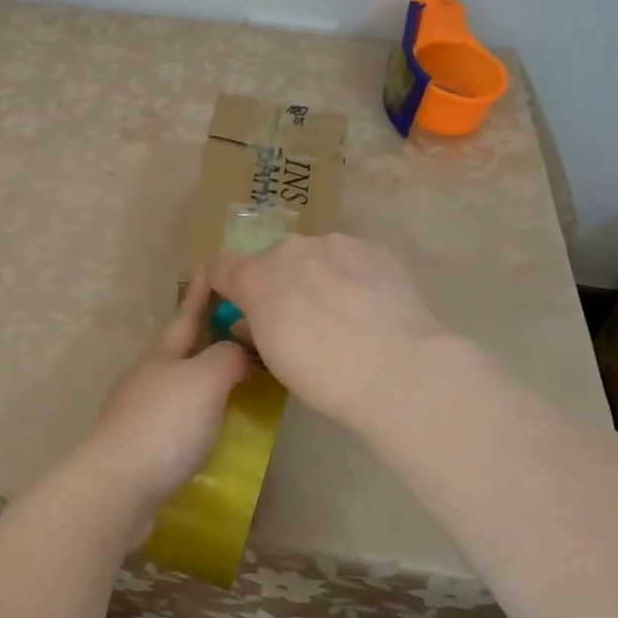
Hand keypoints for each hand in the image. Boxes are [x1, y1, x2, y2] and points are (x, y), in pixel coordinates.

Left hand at [74, 269, 249, 513]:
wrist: (117, 487)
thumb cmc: (164, 424)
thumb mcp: (204, 380)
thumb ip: (227, 358)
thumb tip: (240, 352)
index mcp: (161, 356)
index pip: (186, 317)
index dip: (200, 295)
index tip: (209, 267)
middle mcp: (147, 379)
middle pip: (180, 352)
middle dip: (204, 339)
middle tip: (235, 330)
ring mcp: (140, 414)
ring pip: (178, 387)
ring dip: (203, 380)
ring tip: (234, 382)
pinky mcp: (141, 448)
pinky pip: (177, 421)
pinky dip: (198, 416)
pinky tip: (212, 429)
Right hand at [208, 233, 445, 430]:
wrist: (396, 370)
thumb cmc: (321, 374)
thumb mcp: (272, 359)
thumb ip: (253, 329)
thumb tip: (249, 321)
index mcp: (255, 276)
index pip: (221, 267)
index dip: (228, 287)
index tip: (241, 308)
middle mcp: (290, 249)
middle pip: (273, 261)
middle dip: (280, 284)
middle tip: (301, 320)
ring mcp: (335, 243)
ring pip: (315, 257)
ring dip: (318, 277)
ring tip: (344, 314)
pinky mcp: (373, 248)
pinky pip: (351, 259)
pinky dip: (353, 277)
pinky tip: (370, 307)